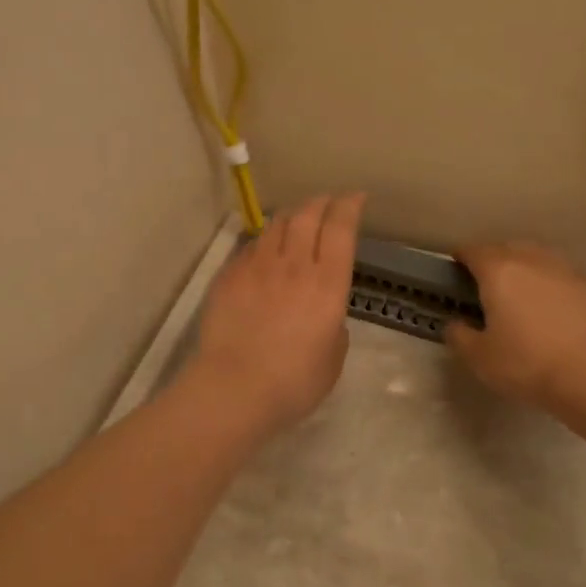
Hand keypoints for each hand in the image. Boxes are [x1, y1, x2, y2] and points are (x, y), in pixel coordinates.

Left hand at [189, 193, 366, 435]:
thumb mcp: (333, 357)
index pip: (341, 228)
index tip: (356, 198)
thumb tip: (325, 312)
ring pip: (276, 225)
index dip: (349, 206)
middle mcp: (294, 265)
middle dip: (322, 201)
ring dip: (292, 216)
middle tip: (328, 201)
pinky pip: (251, 247)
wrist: (234, 389)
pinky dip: (265, 241)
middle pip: (307, 215)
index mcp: (327, 284)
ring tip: (298, 218)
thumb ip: (334, 324)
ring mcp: (257, 267)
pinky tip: (266, 250)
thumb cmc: (294, 382)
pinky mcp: (229, 276)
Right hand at [445, 242, 585, 415]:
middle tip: (489, 281)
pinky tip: (558, 311)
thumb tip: (455, 324)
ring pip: (542, 259)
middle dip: (496, 259)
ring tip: (525, 292)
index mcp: (500, 273)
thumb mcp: (480, 358)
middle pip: (509, 248)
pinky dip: (556, 288)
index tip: (458, 266)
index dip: (463, 256)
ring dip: (529, 269)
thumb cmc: (528, 365)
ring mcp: (569, 272)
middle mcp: (534, 262)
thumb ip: (460, 336)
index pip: (474, 251)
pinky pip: (568, 280)